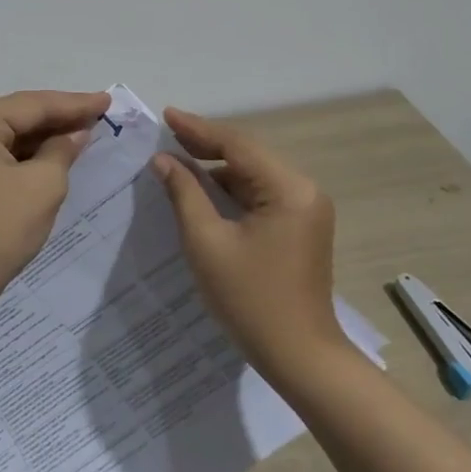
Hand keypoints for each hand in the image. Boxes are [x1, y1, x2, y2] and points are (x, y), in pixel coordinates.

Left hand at [0, 89, 112, 300]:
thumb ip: (63, 150)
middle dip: (61, 116)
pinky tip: (59, 152)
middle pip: (20, 116)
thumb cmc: (0, 227)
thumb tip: (77, 133)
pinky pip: (6, 154)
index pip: (31, 105)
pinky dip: (33, 154)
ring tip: (87, 128)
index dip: (73, 104)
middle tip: (100, 111)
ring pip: (13, 135)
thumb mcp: (43, 184)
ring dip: (48, 135)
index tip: (107, 100)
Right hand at [152, 107, 340, 376]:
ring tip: (177, 159)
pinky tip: (203, 190)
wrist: (299, 356)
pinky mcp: (300, 228)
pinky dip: (231, 191)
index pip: (237, 146)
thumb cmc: (250, 300)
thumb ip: (185, 194)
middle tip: (167, 133)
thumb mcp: (207, 243)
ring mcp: (306, 210)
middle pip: (248, 157)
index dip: (198, 129)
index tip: (166, 115)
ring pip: (254, 176)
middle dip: (207, 145)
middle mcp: (304, 191)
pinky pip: (261, 196)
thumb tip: (164, 160)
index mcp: (289, 189)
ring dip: (218, 169)